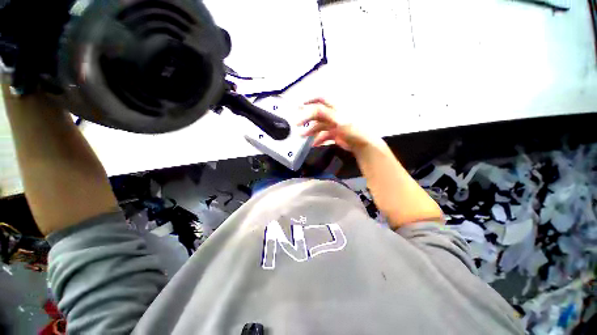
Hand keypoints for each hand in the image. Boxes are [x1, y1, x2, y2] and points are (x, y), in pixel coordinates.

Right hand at [299, 98, 372, 151]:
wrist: (362, 144)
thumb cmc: (352, 129)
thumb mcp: (337, 120)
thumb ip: (323, 113)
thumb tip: (309, 109)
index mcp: (336, 107)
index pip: (322, 99)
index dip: (310, 100)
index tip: (300, 105)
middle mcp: (334, 114)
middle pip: (318, 113)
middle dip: (307, 118)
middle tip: (297, 124)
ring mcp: (334, 124)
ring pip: (319, 125)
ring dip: (311, 130)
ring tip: (302, 136)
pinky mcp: (335, 133)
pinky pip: (324, 135)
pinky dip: (318, 139)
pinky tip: (314, 144)